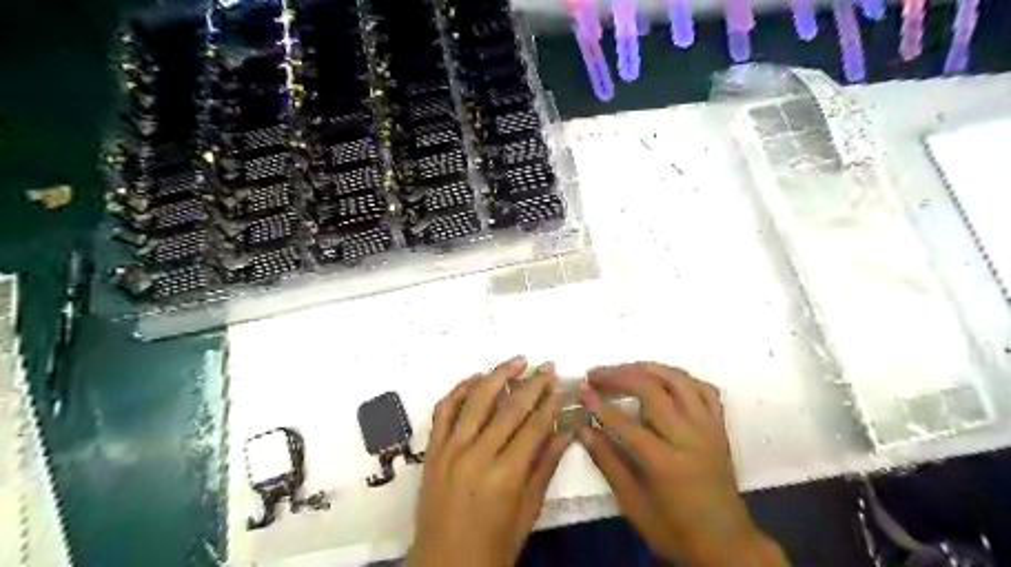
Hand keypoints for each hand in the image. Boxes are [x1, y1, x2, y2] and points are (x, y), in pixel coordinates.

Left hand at [406, 357, 571, 566]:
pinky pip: (444, 411)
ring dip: (498, 376)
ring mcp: (450, 450)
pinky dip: (459, 390)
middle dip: (532, 384)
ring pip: (476, 401)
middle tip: (547, 365)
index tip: (561, 385)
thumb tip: (567, 432)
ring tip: (517, 360)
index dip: (549, 403)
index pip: (533, 427)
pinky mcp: (432, 451)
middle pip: (509, 409)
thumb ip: (545, 468)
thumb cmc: (492, 548)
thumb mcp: (526, 513)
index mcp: (505, 477)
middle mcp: (476, 456)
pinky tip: (476, 377)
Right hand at [576, 362, 789, 566]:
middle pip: (652, 390)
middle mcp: (689, 437)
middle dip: (619, 376)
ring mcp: (708, 428)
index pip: (626, 422)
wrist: (727, 545)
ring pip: (679, 380)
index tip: (581, 389)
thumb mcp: (634, 505)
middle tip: (596, 374)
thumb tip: (583, 430)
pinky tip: (663, 378)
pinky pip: (704, 389)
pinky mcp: (719, 427)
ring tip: (623, 368)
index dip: (599, 403)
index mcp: (666, 462)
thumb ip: (608, 462)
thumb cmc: (676, 530)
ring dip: (647, 368)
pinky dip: (680, 378)